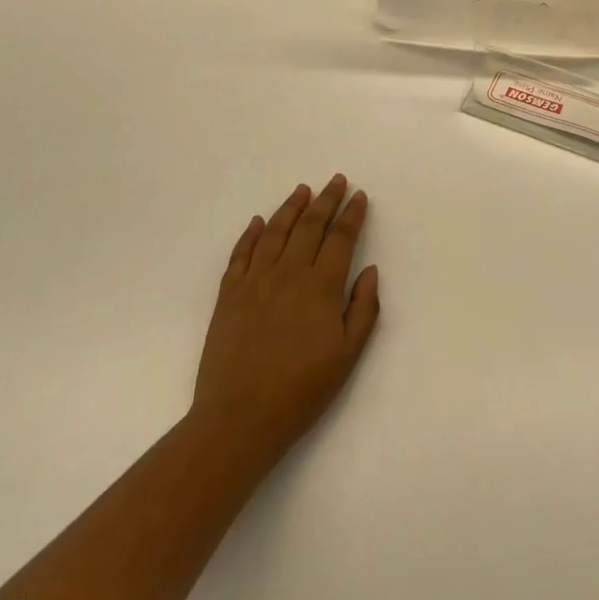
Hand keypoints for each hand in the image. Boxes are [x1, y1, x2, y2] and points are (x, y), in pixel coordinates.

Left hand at [190, 175, 380, 469]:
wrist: (240, 418)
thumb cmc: (301, 391)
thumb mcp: (347, 356)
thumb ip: (363, 309)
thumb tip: (370, 270)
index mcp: (321, 287)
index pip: (340, 238)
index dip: (352, 215)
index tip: (359, 196)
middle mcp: (289, 273)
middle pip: (310, 226)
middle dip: (326, 200)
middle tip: (336, 180)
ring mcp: (255, 281)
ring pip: (275, 232)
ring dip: (291, 207)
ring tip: (302, 190)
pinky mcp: (228, 295)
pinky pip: (240, 254)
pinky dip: (250, 234)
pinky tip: (258, 221)